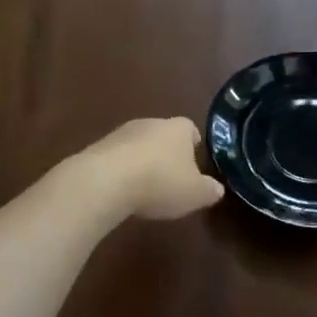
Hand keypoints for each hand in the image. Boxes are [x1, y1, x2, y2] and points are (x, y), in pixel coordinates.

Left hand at [85, 117, 225, 220]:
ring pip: (139, 145)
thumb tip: (217, 189)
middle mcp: (151, 123)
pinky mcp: (98, 147)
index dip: (194, 145)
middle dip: (167, 154)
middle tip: (172, 178)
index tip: (195, 163)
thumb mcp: (195, 194)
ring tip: (145, 188)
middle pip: (164, 135)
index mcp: (178, 128)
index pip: (191, 129)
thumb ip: (209, 190)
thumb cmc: (160, 182)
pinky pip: (117, 157)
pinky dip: (122, 171)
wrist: (105, 181)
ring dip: (142, 162)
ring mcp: (122, 133)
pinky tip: (122, 191)